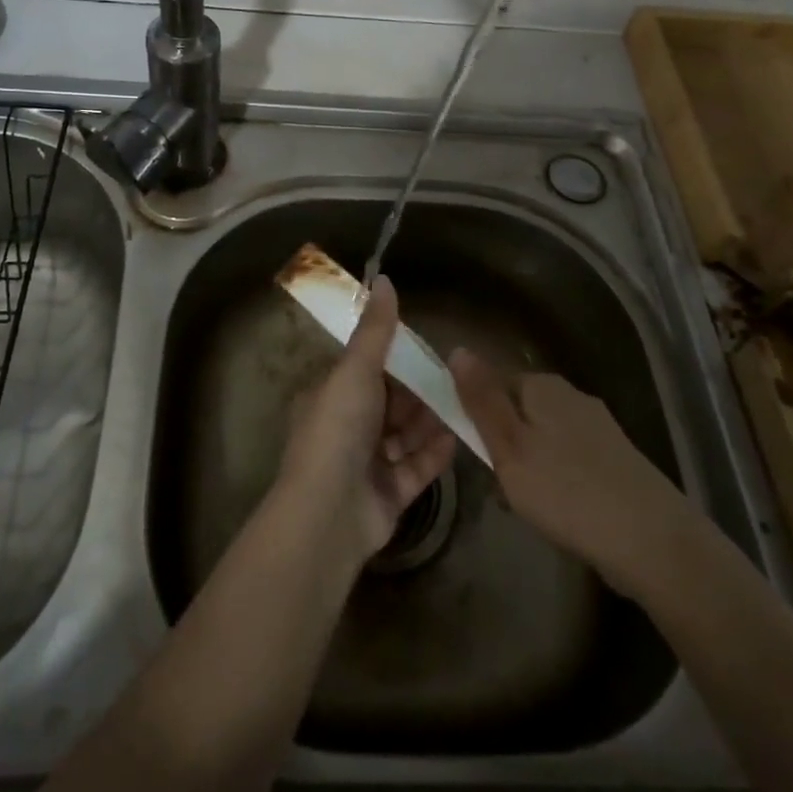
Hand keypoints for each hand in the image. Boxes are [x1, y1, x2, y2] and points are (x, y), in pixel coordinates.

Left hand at [278, 277, 457, 562]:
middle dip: (417, 393)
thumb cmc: (338, 429)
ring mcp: (366, 465)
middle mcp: (346, 428)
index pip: (366, 371)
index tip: (426, 349)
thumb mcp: (356, 370)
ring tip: (463, 404)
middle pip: (389, 404)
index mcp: (330, 396)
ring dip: (429, 421)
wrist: (329, 513)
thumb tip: (384, 279)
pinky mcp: (388, 496)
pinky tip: (458, 438)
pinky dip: (434, 453)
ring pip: (405, 436)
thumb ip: (375, 330)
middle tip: (454, 378)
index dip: (395, 360)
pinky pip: (416, 468)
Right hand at [448, 347, 696, 595]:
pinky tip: (560, 512)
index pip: (493, 382)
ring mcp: (599, 428)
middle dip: (504, 443)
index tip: (473, 452)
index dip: (476, 413)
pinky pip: (570, 461)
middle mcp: (572, 396)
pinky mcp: (617, 461)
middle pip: (519, 410)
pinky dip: (558, 481)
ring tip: (528, 506)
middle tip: (499, 485)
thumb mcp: (509, 446)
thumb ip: (481, 399)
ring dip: (529, 465)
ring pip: (544, 438)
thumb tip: (457, 348)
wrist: (655, 544)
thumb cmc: (567, 491)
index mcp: (543, 385)